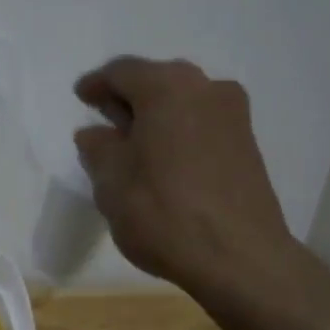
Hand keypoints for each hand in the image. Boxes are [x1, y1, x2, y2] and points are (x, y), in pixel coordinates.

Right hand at [74, 57, 312, 300]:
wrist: (240, 258)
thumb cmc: (163, 212)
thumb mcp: (111, 182)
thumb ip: (98, 148)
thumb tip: (95, 133)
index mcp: (167, 88)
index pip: (122, 71)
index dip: (97, 83)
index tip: (81, 97)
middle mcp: (206, 88)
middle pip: (157, 81)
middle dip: (128, 97)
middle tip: (105, 119)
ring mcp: (233, 116)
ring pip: (183, 102)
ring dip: (156, 115)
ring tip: (133, 143)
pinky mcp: (247, 145)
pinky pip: (202, 123)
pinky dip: (179, 131)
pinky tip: (164, 159)